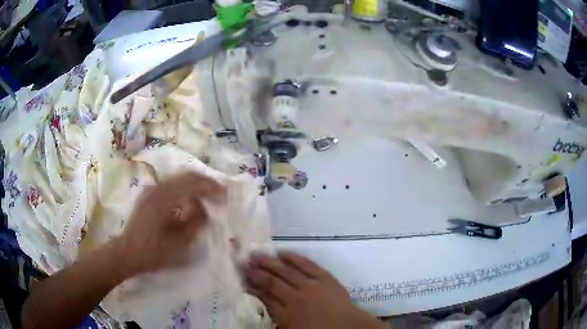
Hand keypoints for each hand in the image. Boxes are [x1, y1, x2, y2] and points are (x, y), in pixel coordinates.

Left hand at [113, 173, 224, 278]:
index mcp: (164, 199)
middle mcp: (157, 188)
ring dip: (196, 184)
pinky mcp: (149, 195)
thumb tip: (204, 207)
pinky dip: (185, 188)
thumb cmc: (153, 252)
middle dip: (206, 182)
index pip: (193, 184)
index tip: (226, 194)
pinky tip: (191, 199)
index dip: (212, 188)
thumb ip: (194, 222)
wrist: (127, 253)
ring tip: (209, 194)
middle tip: (220, 191)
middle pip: (186, 175)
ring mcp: (151, 190)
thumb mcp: (178, 243)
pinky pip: (171, 185)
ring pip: (179, 178)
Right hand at [246, 252, 381, 328]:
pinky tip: (283, 253)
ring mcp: (312, 286)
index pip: (265, 296)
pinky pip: (307, 264)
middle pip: (272, 281)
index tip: (243, 277)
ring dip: (270, 262)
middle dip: (257, 271)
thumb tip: (260, 296)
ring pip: (286, 270)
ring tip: (257, 254)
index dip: (252, 285)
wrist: (348, 326)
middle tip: (245, 262)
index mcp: (287, 314)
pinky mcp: (325, 278)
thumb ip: (275, 313)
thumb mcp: (290, 327)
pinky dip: (294, 258)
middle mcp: (297, 297)